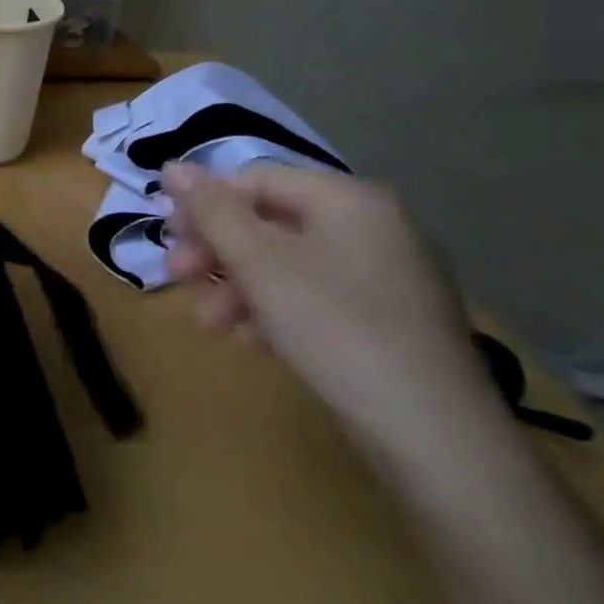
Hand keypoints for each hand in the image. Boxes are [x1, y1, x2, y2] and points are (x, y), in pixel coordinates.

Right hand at [159, 162, 496, 456]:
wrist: (436, 436)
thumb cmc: (337, 327)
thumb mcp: (261, 263)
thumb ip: (212, 210)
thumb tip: (171, 166)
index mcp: (348, 199)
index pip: (257, 180)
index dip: (205, 203)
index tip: (167, 236)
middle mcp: (372, 227)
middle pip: (271, 223)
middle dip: (218, 251)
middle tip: (176, 276)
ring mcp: (386, 277)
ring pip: (289, 265)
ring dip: (239, 287)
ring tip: (209, 323)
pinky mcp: (389, 323)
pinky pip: (317, 299)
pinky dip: (276, 311)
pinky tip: (248, 341)